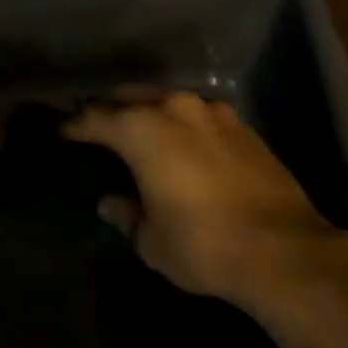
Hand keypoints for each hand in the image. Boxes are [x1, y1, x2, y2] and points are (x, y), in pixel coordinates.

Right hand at [66, 92, 347, 308]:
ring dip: (151, 114)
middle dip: (112, 111)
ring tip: (143, 135)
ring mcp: (213, 112)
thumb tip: (111, 202)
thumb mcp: (152, 240)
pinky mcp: (243, 126)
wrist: (284, 250)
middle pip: (131, 98)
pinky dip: (184, 126)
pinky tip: (186, 148)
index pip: (96, 118)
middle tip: (100, 131)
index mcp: (142, 129)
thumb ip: (126, 214)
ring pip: (169, 102)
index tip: (63, 134)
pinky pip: (200, 117)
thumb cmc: (203, 245)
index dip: (75, 127)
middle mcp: (175, 108)